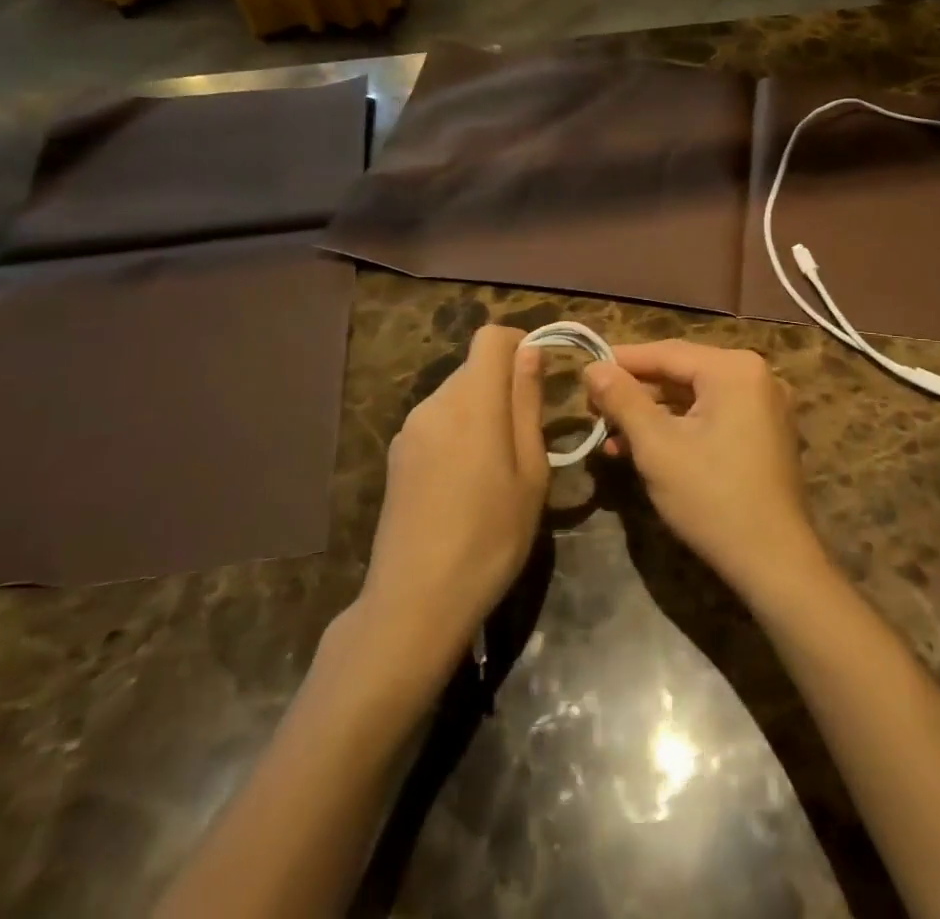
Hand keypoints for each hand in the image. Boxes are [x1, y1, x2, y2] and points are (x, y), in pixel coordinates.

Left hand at [359, 325, 547, 663]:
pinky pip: (438, 422)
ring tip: (500, 465)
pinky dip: (460, 432)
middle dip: (505, 384)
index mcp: (472, 401)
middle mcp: (435, 403)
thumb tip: (531, 351)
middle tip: (530, 434)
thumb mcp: (530, 471)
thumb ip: (528, 403)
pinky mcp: (398, 455)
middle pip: (475, 367)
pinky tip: (466, 482)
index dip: (520, 343)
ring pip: (456, 395)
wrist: (415, 601)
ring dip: (483, 410)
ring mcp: (410, 430)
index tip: (542, 376)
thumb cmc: (491, 536)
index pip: (490, 337)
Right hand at [583, 340, 825, 604]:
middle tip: (592, 408)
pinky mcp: (763, 433)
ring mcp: (764, 405)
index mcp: (734, 369)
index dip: (621, 361)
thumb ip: (623, 400)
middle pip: (681, 372)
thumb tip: (593, 367)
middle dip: (635, 392)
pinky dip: (678, 428)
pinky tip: (643, 449)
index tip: (584, 371)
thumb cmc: (712, 497)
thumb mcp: (657, 446)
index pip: (666, 353)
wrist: (775, 563)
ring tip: (610, 435)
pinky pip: (713, 416)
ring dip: (652, 414)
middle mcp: (755, 376)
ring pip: (694, 397)